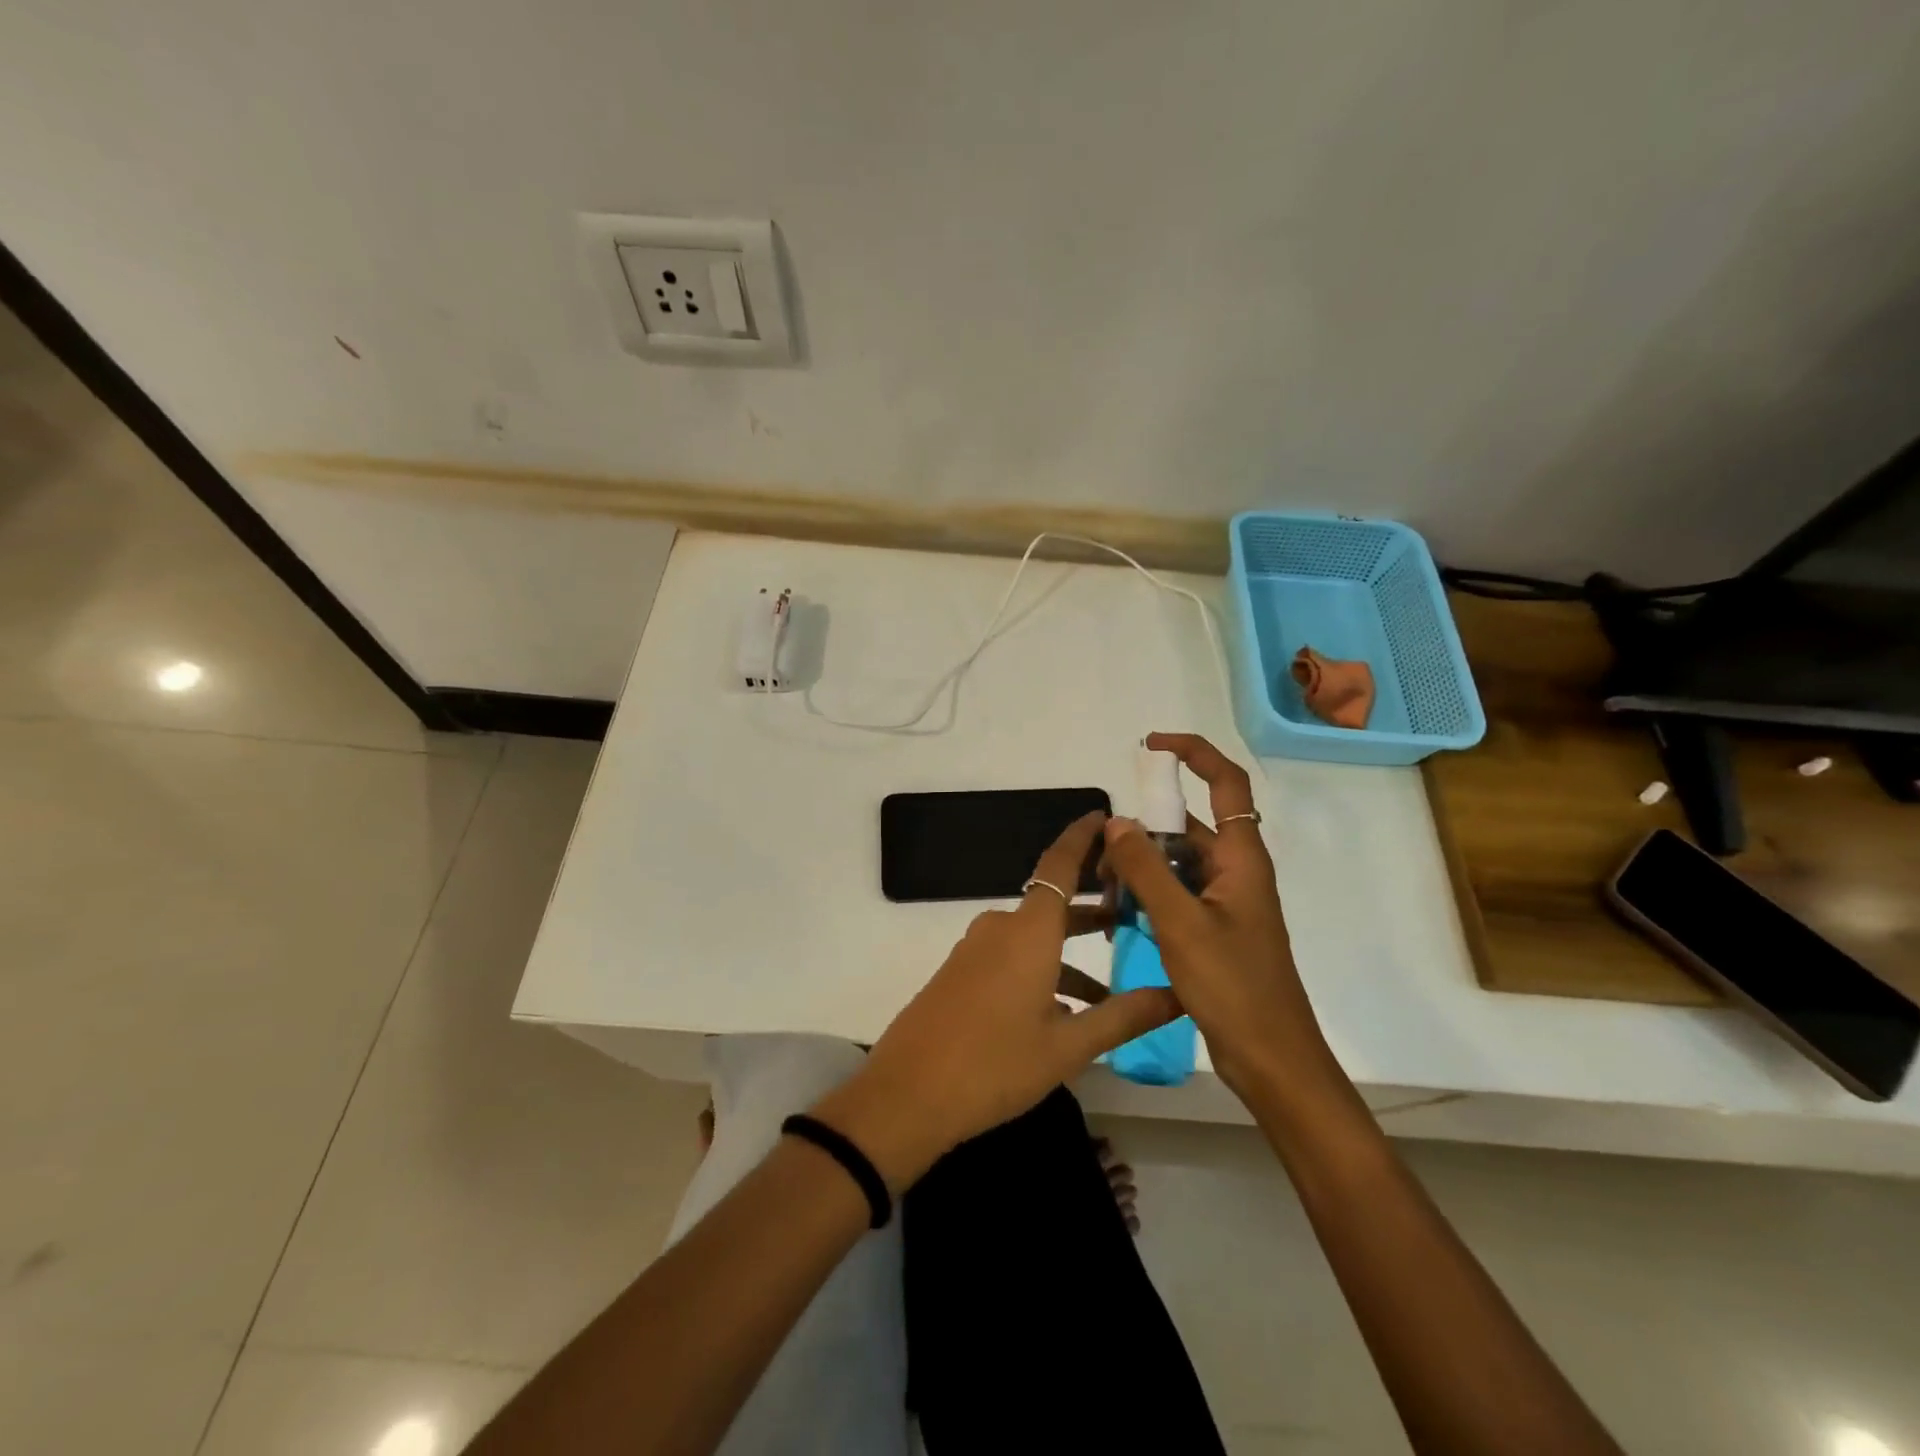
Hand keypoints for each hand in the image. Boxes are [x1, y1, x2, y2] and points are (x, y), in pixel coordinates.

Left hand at [814, 812, 1179, 1190]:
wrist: (908, 1094)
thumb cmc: (995, 1064)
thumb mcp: (1069, 1046)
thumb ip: (1125, 1016)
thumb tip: (1179, 995)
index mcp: (1028, 930)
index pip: (1060, 865)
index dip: (1082, 837)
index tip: (1106, 818)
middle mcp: (1001, 928)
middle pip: (1053, 904)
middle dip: (1092, 908)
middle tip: (1134, 916)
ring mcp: (975, 950)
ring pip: (1035, 937)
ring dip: (1071, 954)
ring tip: (1110, 990)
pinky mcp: (961, 973)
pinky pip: (1011, 956)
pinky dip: (1043, 969)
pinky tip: (1064, 1012)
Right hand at [1101, 732, 1334, 1097]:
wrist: (1270, 1058)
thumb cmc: (1234, 987)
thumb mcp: (1181, 924)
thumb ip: (1146, 870)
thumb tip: (1116, 821)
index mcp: (1242, 858)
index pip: (1225, 782)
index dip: (1193, 753)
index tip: (1150, 746)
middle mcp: (1236, 872)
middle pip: (1188, 828)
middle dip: (1143, 833)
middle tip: (1102, 859)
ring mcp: (1226, 902)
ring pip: (1177, 864)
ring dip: (1141, 870)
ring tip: (1105, 896)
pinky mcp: (1215, 929)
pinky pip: (1177, 894)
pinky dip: (1148, 897)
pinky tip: (1120, 918)